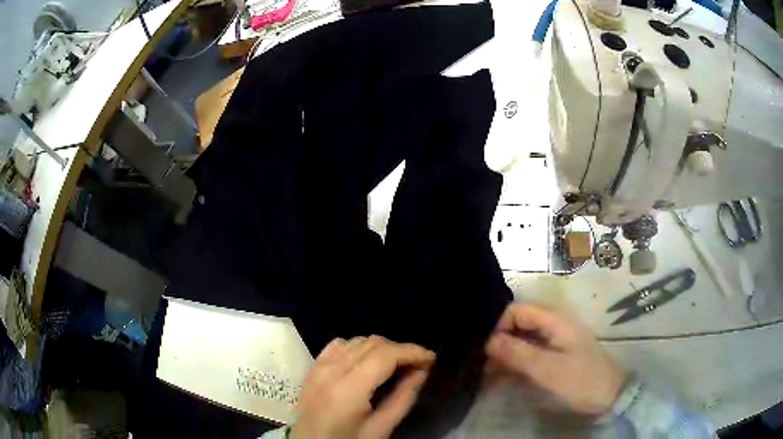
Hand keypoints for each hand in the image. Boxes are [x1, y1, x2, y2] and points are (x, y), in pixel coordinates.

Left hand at [293, 336, 434, 438]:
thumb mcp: (380, 429)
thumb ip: (402, 399)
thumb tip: (422, 371)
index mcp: (347, 390)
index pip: (384, 355)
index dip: (412, 351)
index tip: (431, 358)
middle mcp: (330, 371)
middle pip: (372, 344)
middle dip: (400, 350)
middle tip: (417, 366)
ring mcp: (318, 367)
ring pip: (356, 341)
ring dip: (381, 348)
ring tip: (395, 365)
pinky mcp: (312, 368)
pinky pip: (338, 345)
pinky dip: (358, 347)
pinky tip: (367, 361)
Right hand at [485, 303, 624, 416]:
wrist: (608, 397)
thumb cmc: (580, 381)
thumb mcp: (547, 369)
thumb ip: (518, 353)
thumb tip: (488, 340)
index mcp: (554, 320)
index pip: (516, 310)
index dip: (498, 326)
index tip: (487, 351)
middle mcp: (553, 325)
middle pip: (518, 324)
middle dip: (498, 342)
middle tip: (483, 365)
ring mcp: (554, 341)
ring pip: (521, 340)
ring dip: (504, 355)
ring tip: (487, 374)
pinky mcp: (555, 356)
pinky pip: (529, 354)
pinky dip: (514, 363)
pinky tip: (502, 378)